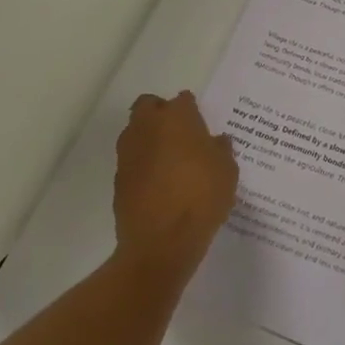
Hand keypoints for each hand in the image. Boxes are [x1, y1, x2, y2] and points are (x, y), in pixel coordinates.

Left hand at [114, 91, 238, 270]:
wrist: (160, 244)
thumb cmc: (201, 198)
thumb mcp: (227, 171)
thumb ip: (221, 150)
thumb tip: (216, 142)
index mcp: (177, 117)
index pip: (183, 100)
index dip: (193, 111)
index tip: (202, 126)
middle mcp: (148, 127)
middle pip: (148, 106)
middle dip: (161, 113)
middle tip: (180, 134)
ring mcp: (129, 153)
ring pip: (136, 132)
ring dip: (149, 138)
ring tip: (169, 160)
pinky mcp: (118, 179)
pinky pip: (132, 160)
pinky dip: (142, 165)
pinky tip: (158, 183)